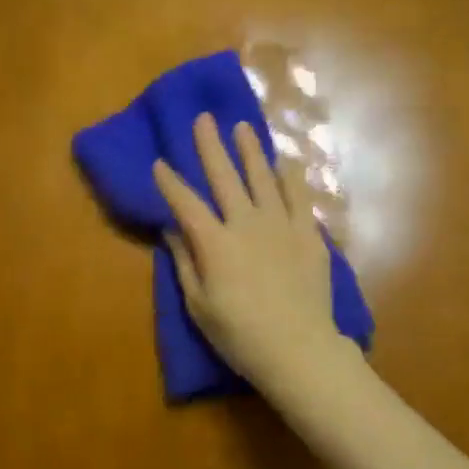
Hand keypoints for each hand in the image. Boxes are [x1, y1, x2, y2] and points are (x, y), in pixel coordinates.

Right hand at [154, 112, 353, 389]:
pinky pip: (299, 197)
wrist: (298, 349)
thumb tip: (172, 230)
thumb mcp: (199, 305)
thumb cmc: (240, 336)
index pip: (185, 204)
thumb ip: (185, 263)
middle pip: (225, 177)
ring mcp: (281, 225)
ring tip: (242, 127)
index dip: (170, 183)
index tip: (159, 163)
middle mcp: (246, 224)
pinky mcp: (308, 234)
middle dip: (210, 146)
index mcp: (214, 243)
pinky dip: (291, 176)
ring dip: (251, 150)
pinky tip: (286, 161)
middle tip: (204, 119)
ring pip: (263, 178)